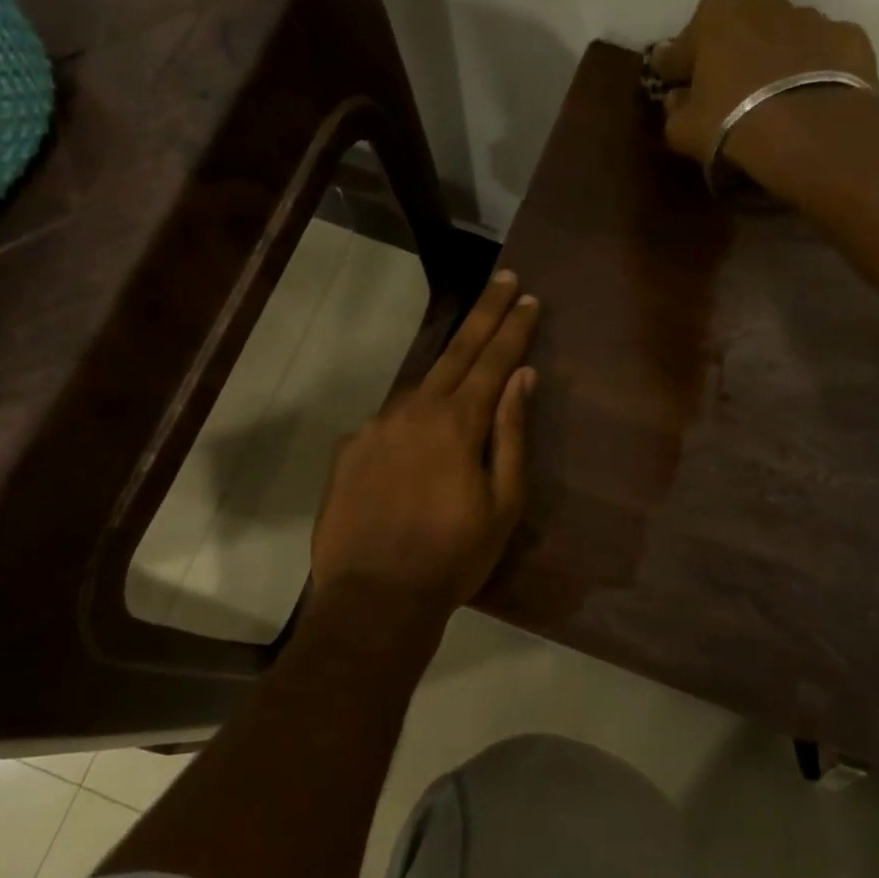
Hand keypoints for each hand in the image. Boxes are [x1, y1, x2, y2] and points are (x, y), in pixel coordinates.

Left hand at [310, 270, 538, 610]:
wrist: (375, 597)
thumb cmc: (453, 556)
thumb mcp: (503, 503)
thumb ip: (512, 434)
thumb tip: (522, 378)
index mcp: (457, 423)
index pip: (493, 361)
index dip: (513, 328)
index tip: (528, 297)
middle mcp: (414, 410)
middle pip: (456, 352)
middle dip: (484, 314)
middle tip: (503, 281)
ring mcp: (376, 426)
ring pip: (420, 385)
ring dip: (447, 368)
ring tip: (467, 359)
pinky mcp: (350, 448)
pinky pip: (390, 421)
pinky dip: (412, 416)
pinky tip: (418, 437)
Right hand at [650, 0, 878, 167]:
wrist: (813, 132)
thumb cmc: (734, 124)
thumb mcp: (683, 130)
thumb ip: (675, 109)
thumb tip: (678, 99)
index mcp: (714, 16)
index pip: (682, 44)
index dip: (675, 68)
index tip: (673, 84)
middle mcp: (762, 3)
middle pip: (737, 26)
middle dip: (730, 51)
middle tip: (727, 87)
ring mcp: (810, 16)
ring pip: (783, 34)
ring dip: (774, 56)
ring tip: (773, 94)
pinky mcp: (848, 36)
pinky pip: (822, 51)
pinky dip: (814, 67)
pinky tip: (809, 95)